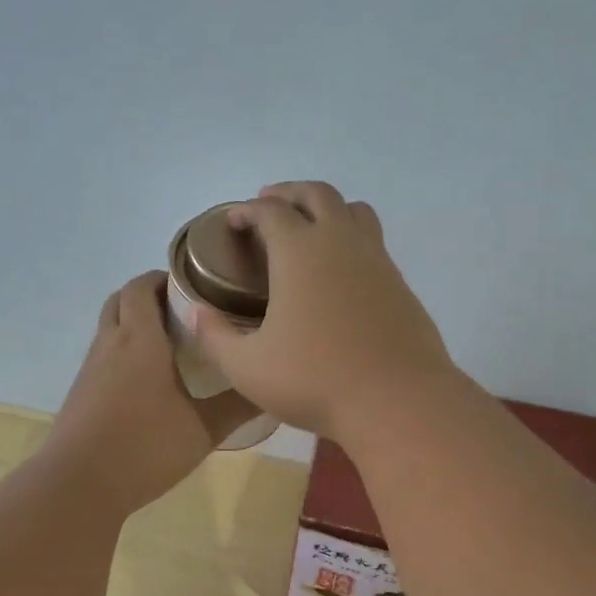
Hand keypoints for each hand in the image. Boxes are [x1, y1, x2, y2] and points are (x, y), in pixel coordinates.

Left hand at [44, 271, 257, 514]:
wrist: (78, 485)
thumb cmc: (145, 448)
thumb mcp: (203, 430)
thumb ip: (238, 405)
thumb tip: (272, 386)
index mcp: (139, 340)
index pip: (142, 286)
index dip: (163, 277)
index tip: (193, 285)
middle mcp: (110, 345)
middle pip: (120, 300)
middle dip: (147, 296)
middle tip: (182, 312)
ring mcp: (89, 370)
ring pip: (108, 329)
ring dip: (133, 325)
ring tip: (169, 346)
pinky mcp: (80, 394)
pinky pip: (102, 358)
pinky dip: (122, 354)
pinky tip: (145, 384)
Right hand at [191, 182, 454, 438]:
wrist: (396, 401)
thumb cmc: (314, 380)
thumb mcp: (247, 367)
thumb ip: (215, 336)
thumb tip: (195, 313)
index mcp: (299, 251)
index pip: (270, 211)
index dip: (246, 211)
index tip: (233, 220)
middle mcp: (341, 242)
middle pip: (317, 194)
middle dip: (289, 194)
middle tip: (269, 207)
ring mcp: (377, 260)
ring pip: (354, 211)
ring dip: (327, 209)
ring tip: (310, 229)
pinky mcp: (400, 284)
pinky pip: (374, 243)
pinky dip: (351, 240)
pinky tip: (340, 273)